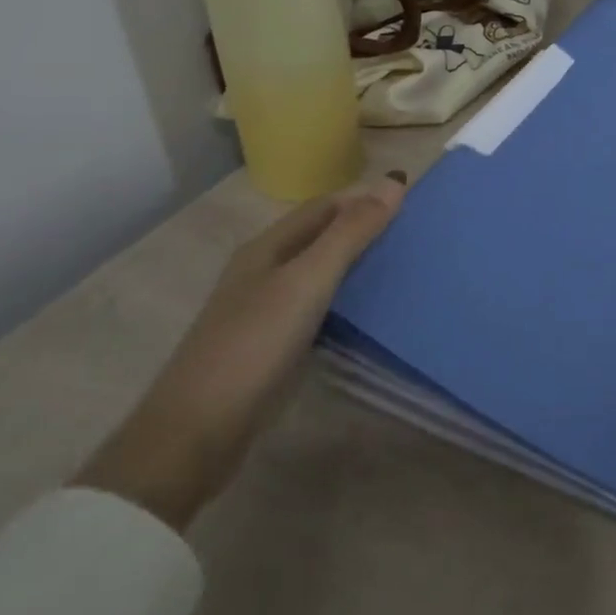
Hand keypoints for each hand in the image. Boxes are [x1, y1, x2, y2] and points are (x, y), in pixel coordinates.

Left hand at [77, 173, 407, 528]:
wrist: (197, 433)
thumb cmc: (254, 344)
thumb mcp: (308, 281)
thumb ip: (351, 233)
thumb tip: (395, 182)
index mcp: (268, 247)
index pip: (326, 206)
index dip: (366, 199)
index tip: (415, 204)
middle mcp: (266, 270)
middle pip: (323, 237)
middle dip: (366, 231)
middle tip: (418, 237)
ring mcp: (268, 309)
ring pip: (323, 274)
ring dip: (360, 266)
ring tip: (407, 268)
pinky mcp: (275, 344)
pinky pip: (321, 307)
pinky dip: (349, 301)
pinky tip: (375, 311)